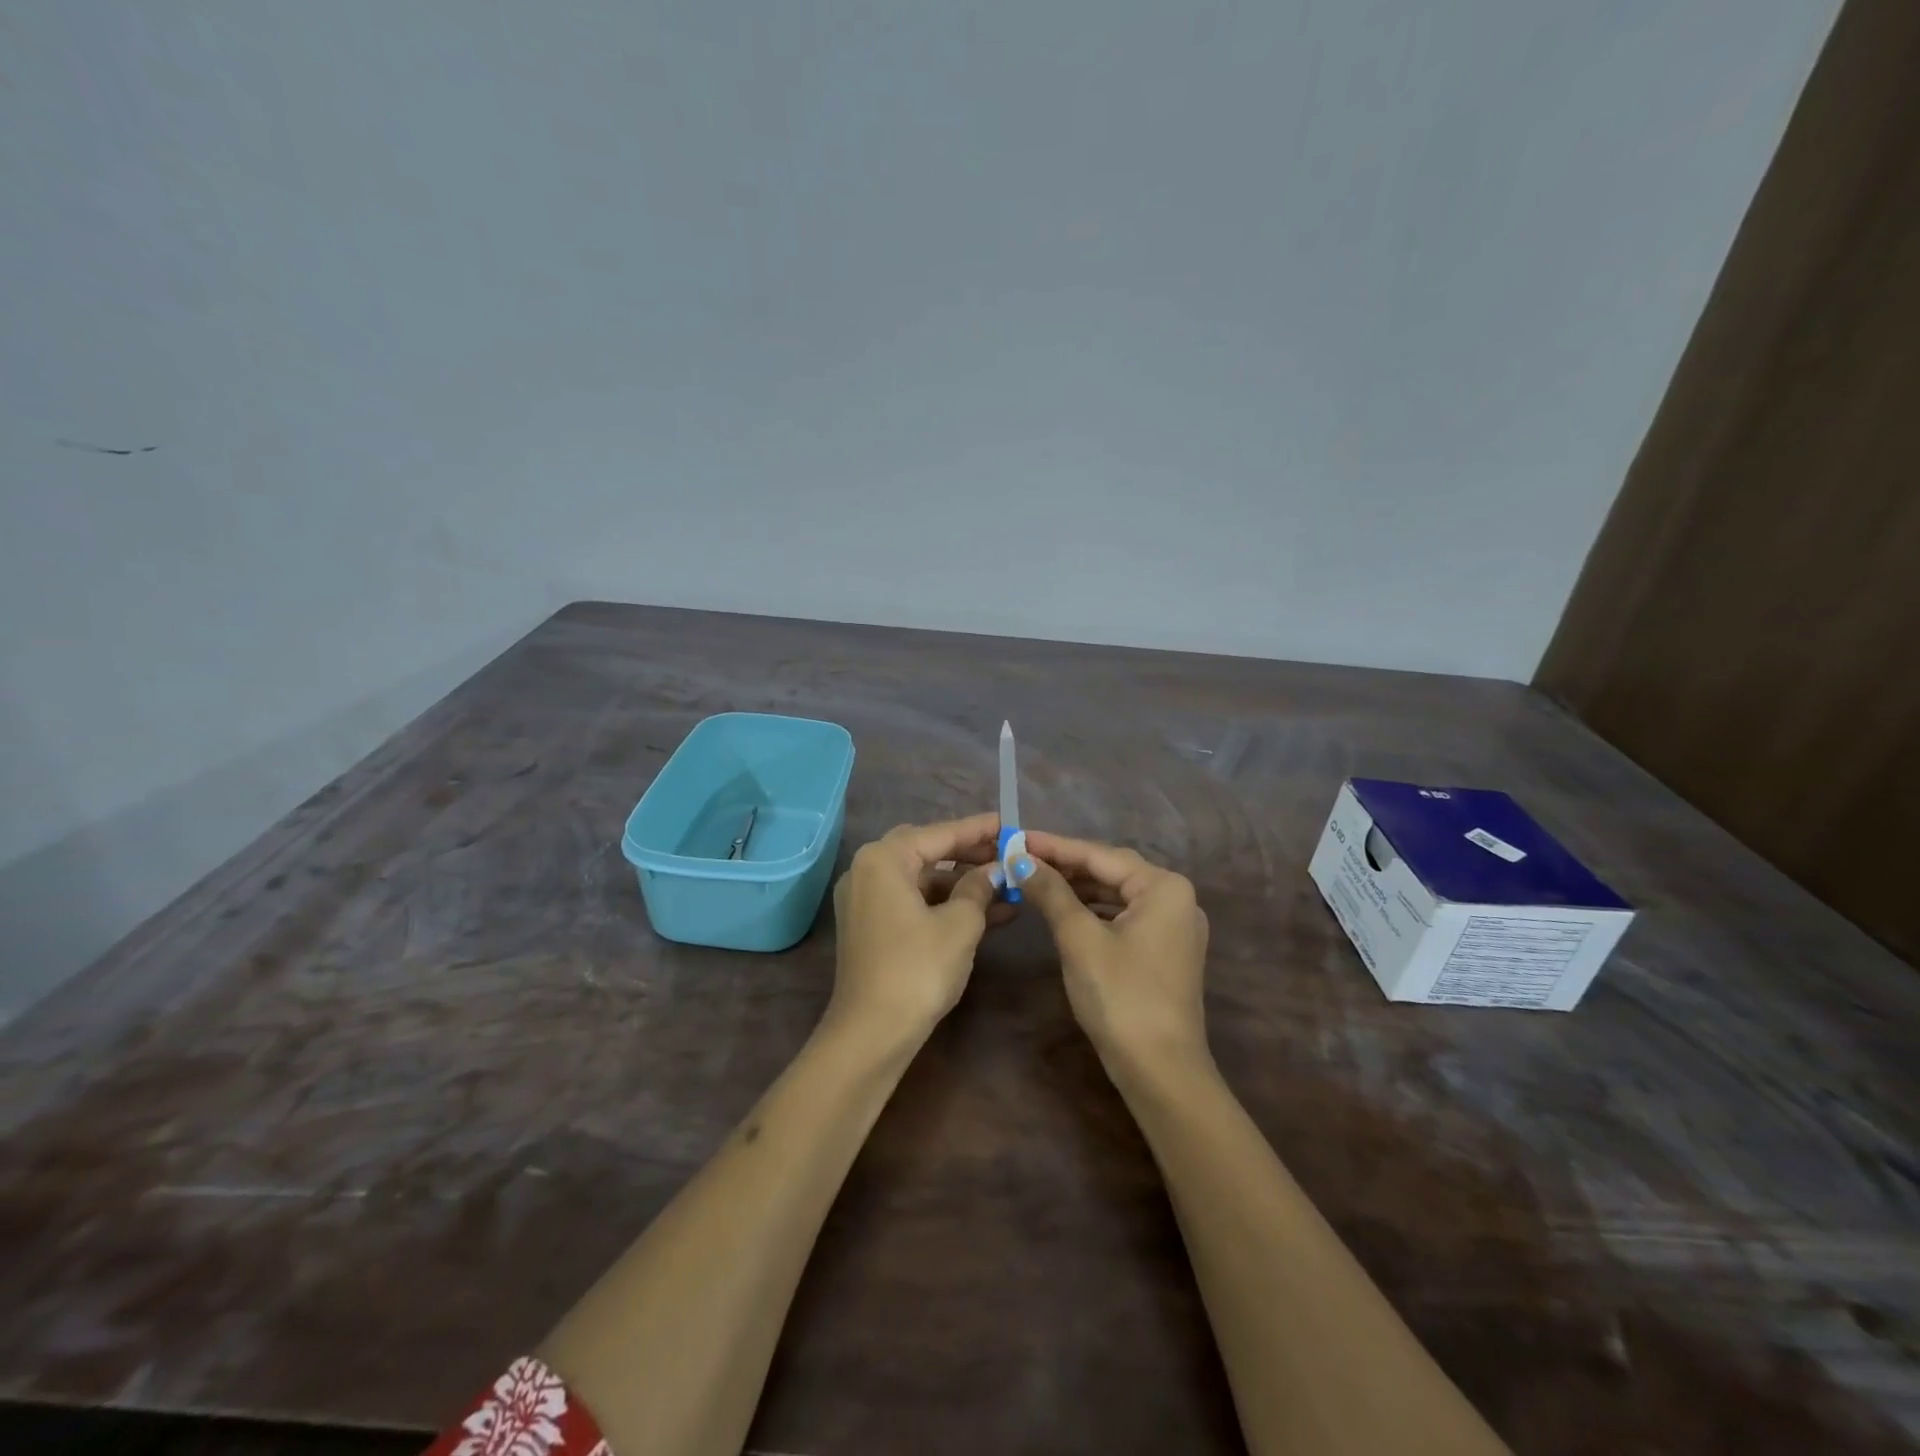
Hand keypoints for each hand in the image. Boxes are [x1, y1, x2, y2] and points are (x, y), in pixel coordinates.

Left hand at [829, 813, 1005, 1042]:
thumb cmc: (918, 969)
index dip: (978, 829)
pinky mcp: (871, 926)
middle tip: (1006, 853)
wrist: (872, 1033)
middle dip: (969, 854)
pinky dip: (945, 904)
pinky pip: (913, 901)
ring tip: (1007, 887)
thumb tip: (995, 870)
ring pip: (922, 879)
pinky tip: (987, 913)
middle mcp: (867, 870)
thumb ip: (979, 888)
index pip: (939, 834)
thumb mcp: (960, 924)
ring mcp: (865, 899)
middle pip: (927, 851)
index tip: (1009, 823)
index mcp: (883, 859)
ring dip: (962, 883)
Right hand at [1019, 831, 1210, 1075]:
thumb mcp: (1079, 939)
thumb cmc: (1120, 996)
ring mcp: (1175, 926)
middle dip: (1066, 865)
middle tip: (1022, 858)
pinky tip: (1066, 909)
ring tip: (1036, 880)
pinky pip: (1125, 916)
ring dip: (1079, 887)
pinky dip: (1095, 910)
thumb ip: (1051, 892)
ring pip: (1118, 894)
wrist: (1160, 1071)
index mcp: (1164, 887)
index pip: (1100, 855)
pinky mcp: (1166, 950)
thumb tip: (1021, 859)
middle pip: (1112, 870)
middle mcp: (1177, 898)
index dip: (1055, 846)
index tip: (1017, 837)